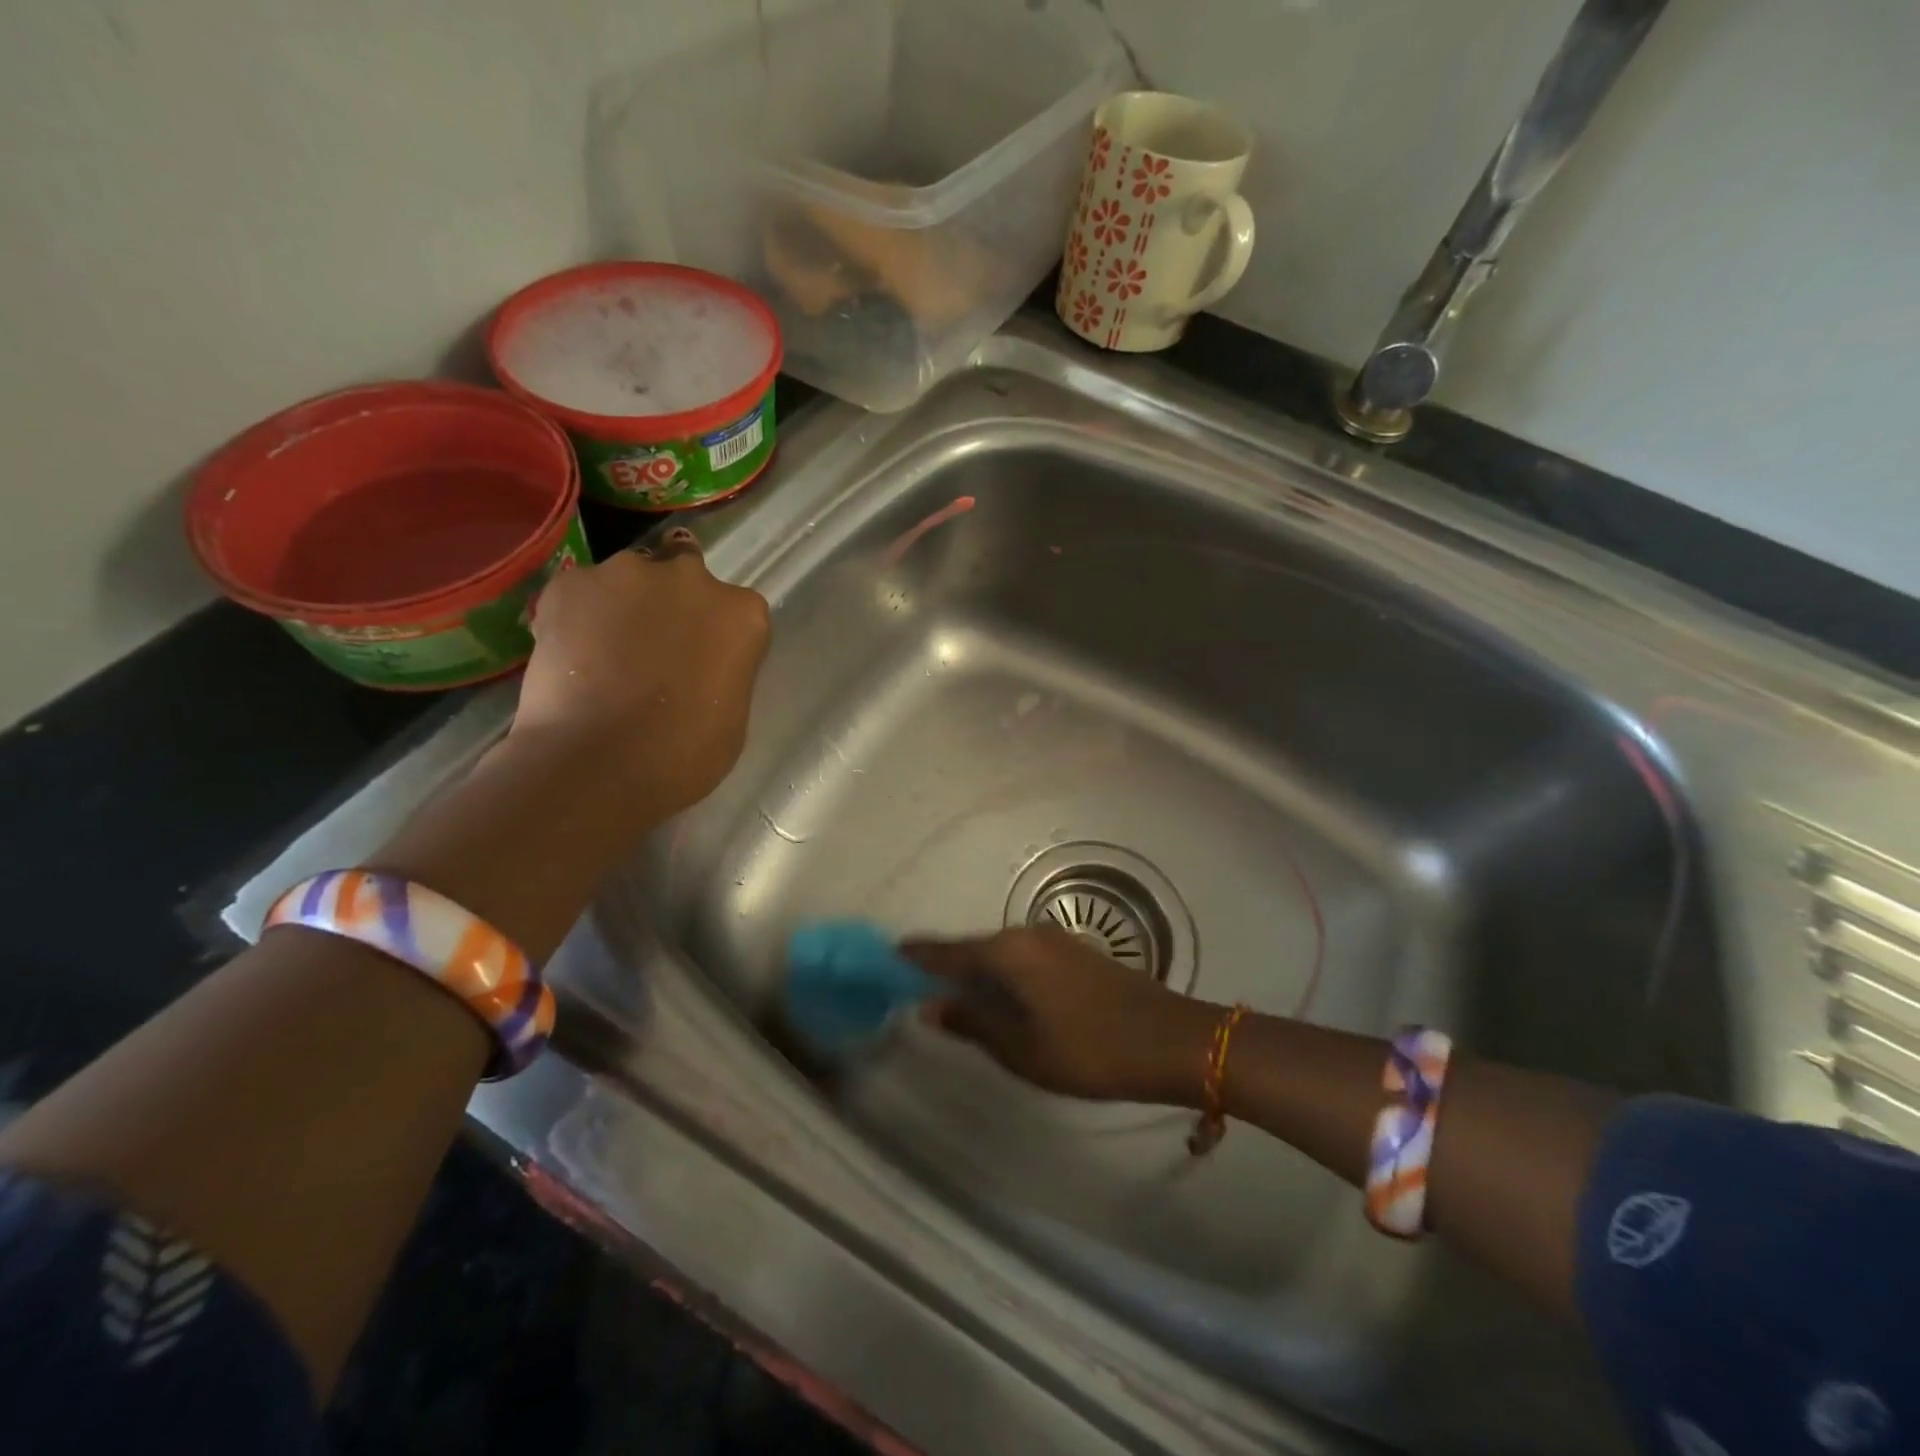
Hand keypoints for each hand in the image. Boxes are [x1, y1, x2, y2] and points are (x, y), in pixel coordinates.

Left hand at [509, 531, 770, 817]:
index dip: (713, 632)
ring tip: (600, 654)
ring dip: (621, 606)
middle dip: (670, 601)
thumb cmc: (684, 754)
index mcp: (742, 614)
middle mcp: (691, 578)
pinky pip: (578, 592)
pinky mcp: (570, 583)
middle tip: (651, 647)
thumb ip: (721, 670)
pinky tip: (569, 655)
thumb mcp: (731, 713)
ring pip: (627, 580)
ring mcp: (628, 574)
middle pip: (683, 574)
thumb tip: (696, 666)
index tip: (699, 660)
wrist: (600, 762)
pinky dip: (575, 615)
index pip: (734, 608)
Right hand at [902, 927, 1220, 1103]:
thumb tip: (930, 1006)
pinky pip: (1024, 957)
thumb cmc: (1091, 1050)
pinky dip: (1005, 973)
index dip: (917, 957)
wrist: (1173, 1039)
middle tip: (917, 987)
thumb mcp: (1024, 1049)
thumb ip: (974, 1023)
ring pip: (1001, 953)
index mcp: (1009, 953)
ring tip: (956, 997)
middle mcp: (1028, 935)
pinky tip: (1004, 997)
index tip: (888, 958)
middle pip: (974, 947)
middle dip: (946, 966)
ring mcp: (1056, 940)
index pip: (949, 952)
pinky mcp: (1076, 952)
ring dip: (978, 971)